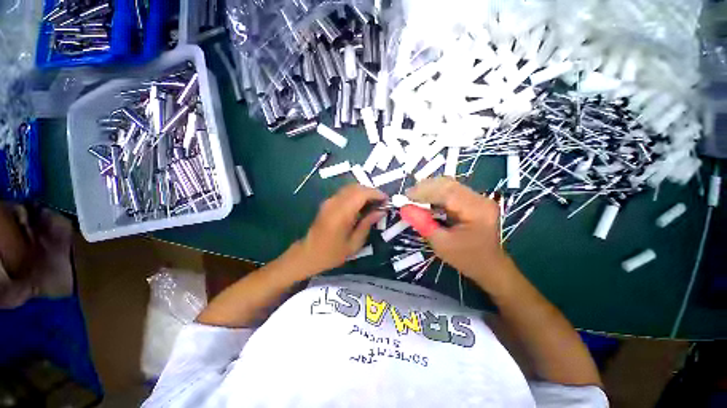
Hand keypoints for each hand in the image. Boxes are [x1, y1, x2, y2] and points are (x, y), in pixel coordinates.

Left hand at [296, 184, 386, 274]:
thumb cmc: (332, 253)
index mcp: (341, 214)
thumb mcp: (354, 243)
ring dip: (364, 192)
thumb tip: (381, 211)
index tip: (386, 200)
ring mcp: (329, 201)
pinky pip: (345, 193)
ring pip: (350, 188)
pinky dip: (356, 195)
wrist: (308, 254)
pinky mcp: (327, 202)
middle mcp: (334, 203)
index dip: (376, 193)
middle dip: (371, 192)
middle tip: (381, 203)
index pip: (361, 194)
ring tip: (373, 204)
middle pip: (356, 187)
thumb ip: (367, 224)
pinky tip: (361, 206)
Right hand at [406, 177, 511, 286]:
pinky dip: (436, 193)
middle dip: (425, 188)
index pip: (448, 192)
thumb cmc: (466, 258)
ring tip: (414, 197)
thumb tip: (404, 208)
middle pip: (449, 184)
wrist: (490, 266)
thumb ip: (422, 224)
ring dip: (430, 189)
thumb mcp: (441, 244)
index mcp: (477, 210)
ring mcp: (478, 198)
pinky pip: (451, 190)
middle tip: (408, 196)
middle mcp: (480, 199)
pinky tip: (426, 200)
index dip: (424, 191)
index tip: (406, 196)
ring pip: (449, 185)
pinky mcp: (474, 200)